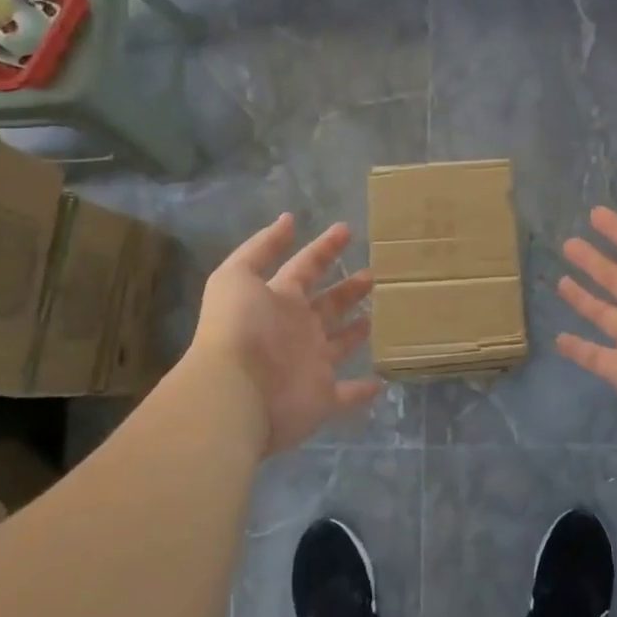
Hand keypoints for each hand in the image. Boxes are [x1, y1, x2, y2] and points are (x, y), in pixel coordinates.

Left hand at [192, 214, 384, 453]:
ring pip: (339, 344)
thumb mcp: (237, 276)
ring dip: (356, 331)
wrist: (234, 393)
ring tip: (379, 313)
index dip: (324, 248)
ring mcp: (310, 365)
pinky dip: (363, 390)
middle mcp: (296, 330)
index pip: (305, 267)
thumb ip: (262, 247)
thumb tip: (288, 219)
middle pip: (327, 304)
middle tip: (374, 274)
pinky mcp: (322, 398)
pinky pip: (347, 395)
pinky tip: (381, 381)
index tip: (347, 229)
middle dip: (348, 288)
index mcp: (278, 300)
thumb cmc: (239, 329)